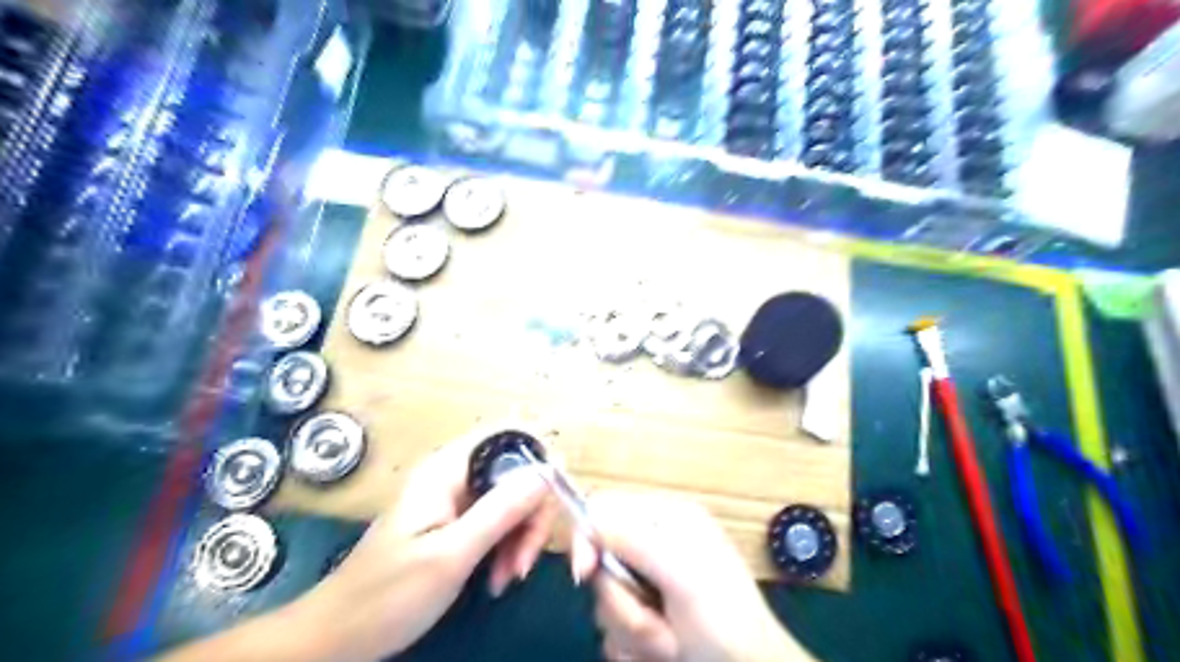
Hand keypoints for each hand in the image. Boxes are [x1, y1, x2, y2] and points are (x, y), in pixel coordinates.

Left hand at [290, 428, 557, 658]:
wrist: (339, 638)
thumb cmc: (387, 595)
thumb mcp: (451, 554)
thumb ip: (501, 510)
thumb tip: (547, 472)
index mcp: (448, 468)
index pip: (509, 436)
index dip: (539, 458)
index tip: (553, 501)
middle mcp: (457, 475)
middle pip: (518, 471)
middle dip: (531, 513)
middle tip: (523, 561)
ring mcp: (458, 499)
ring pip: (514, 499)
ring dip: (522, 536)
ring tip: (507, 576)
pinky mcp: (460, 523)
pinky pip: (500, 522)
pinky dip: (508, 547)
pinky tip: (498, 577)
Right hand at [568, 491, 813, 661]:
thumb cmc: (724, 618)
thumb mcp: (681, 574)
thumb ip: (633, 541)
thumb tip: (587, 519)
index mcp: (665, 518)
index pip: (605, 508)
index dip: (587, 536)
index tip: (586, 572)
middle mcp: (653, 545)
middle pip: (600, 561)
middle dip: (622, 601)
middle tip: (655, 621)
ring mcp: (648, 584)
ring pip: (606, 601)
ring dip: (632, 631)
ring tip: (670, 644)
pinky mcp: (646, 617)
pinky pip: (614, 631)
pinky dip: (634, 649)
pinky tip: (666, 653)